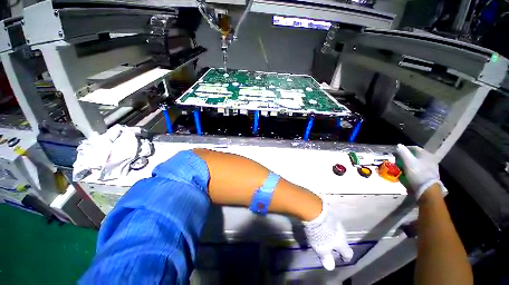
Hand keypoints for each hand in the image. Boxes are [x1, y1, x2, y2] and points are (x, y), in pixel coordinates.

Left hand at [303, 202, 352, 270]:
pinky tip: (321, 224)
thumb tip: (330, 267)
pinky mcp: (329, 212)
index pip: (348, 253)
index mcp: (342, 242)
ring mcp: (335, 220)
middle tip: (330, 246)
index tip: (343, 259)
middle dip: (337, 243)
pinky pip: (330, 221)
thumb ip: (326, 258)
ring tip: (325, 234)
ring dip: (332, 233)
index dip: (346, 257)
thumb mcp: (321, 248)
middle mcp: (341, 231)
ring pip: (336, 229)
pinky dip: (327, 224)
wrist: (315, 211)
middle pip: (342, 240)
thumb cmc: (319, 233)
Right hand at [396, 144, 442, 199]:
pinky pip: (418, 170)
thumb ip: (403, 152)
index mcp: (426, 154)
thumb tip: (399, 145)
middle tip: (397, 160)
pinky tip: (407, 173)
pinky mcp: (429, 176)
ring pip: (417, 163)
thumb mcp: (408, 161)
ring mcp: (431, 168)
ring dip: (408, 164)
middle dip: (406, 157)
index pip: (414, 148)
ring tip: (401, 167)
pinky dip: (412, 170)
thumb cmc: (417, 173)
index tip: (396, 152)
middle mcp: (430, 159)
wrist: (427, 190)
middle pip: (415, 156)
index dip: (404, 149)